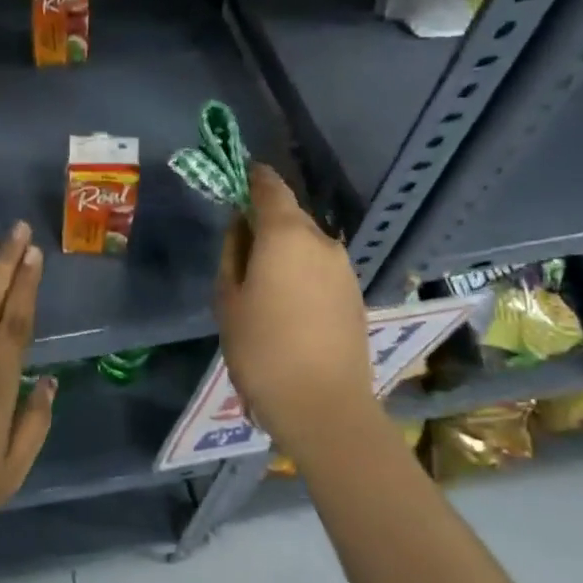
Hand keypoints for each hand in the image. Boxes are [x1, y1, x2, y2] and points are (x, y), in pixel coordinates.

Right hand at [214, 164, 374, 450]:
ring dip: (284, 248)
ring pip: (307, 242)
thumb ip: (233, 252)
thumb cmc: (261, 348)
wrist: (323, 406)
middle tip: (238, 242)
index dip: (252, 177)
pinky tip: (285, 300)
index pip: (270, 186)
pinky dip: (301, 270)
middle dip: (265, 219)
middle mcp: (322, 242)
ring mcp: (344, 269)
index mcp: (287, 234)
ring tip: (260, 279)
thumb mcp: (228, 298)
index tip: (235, 177)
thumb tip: (241, 226)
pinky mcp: (355, 294)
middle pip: (290, 215)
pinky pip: (320, 267)